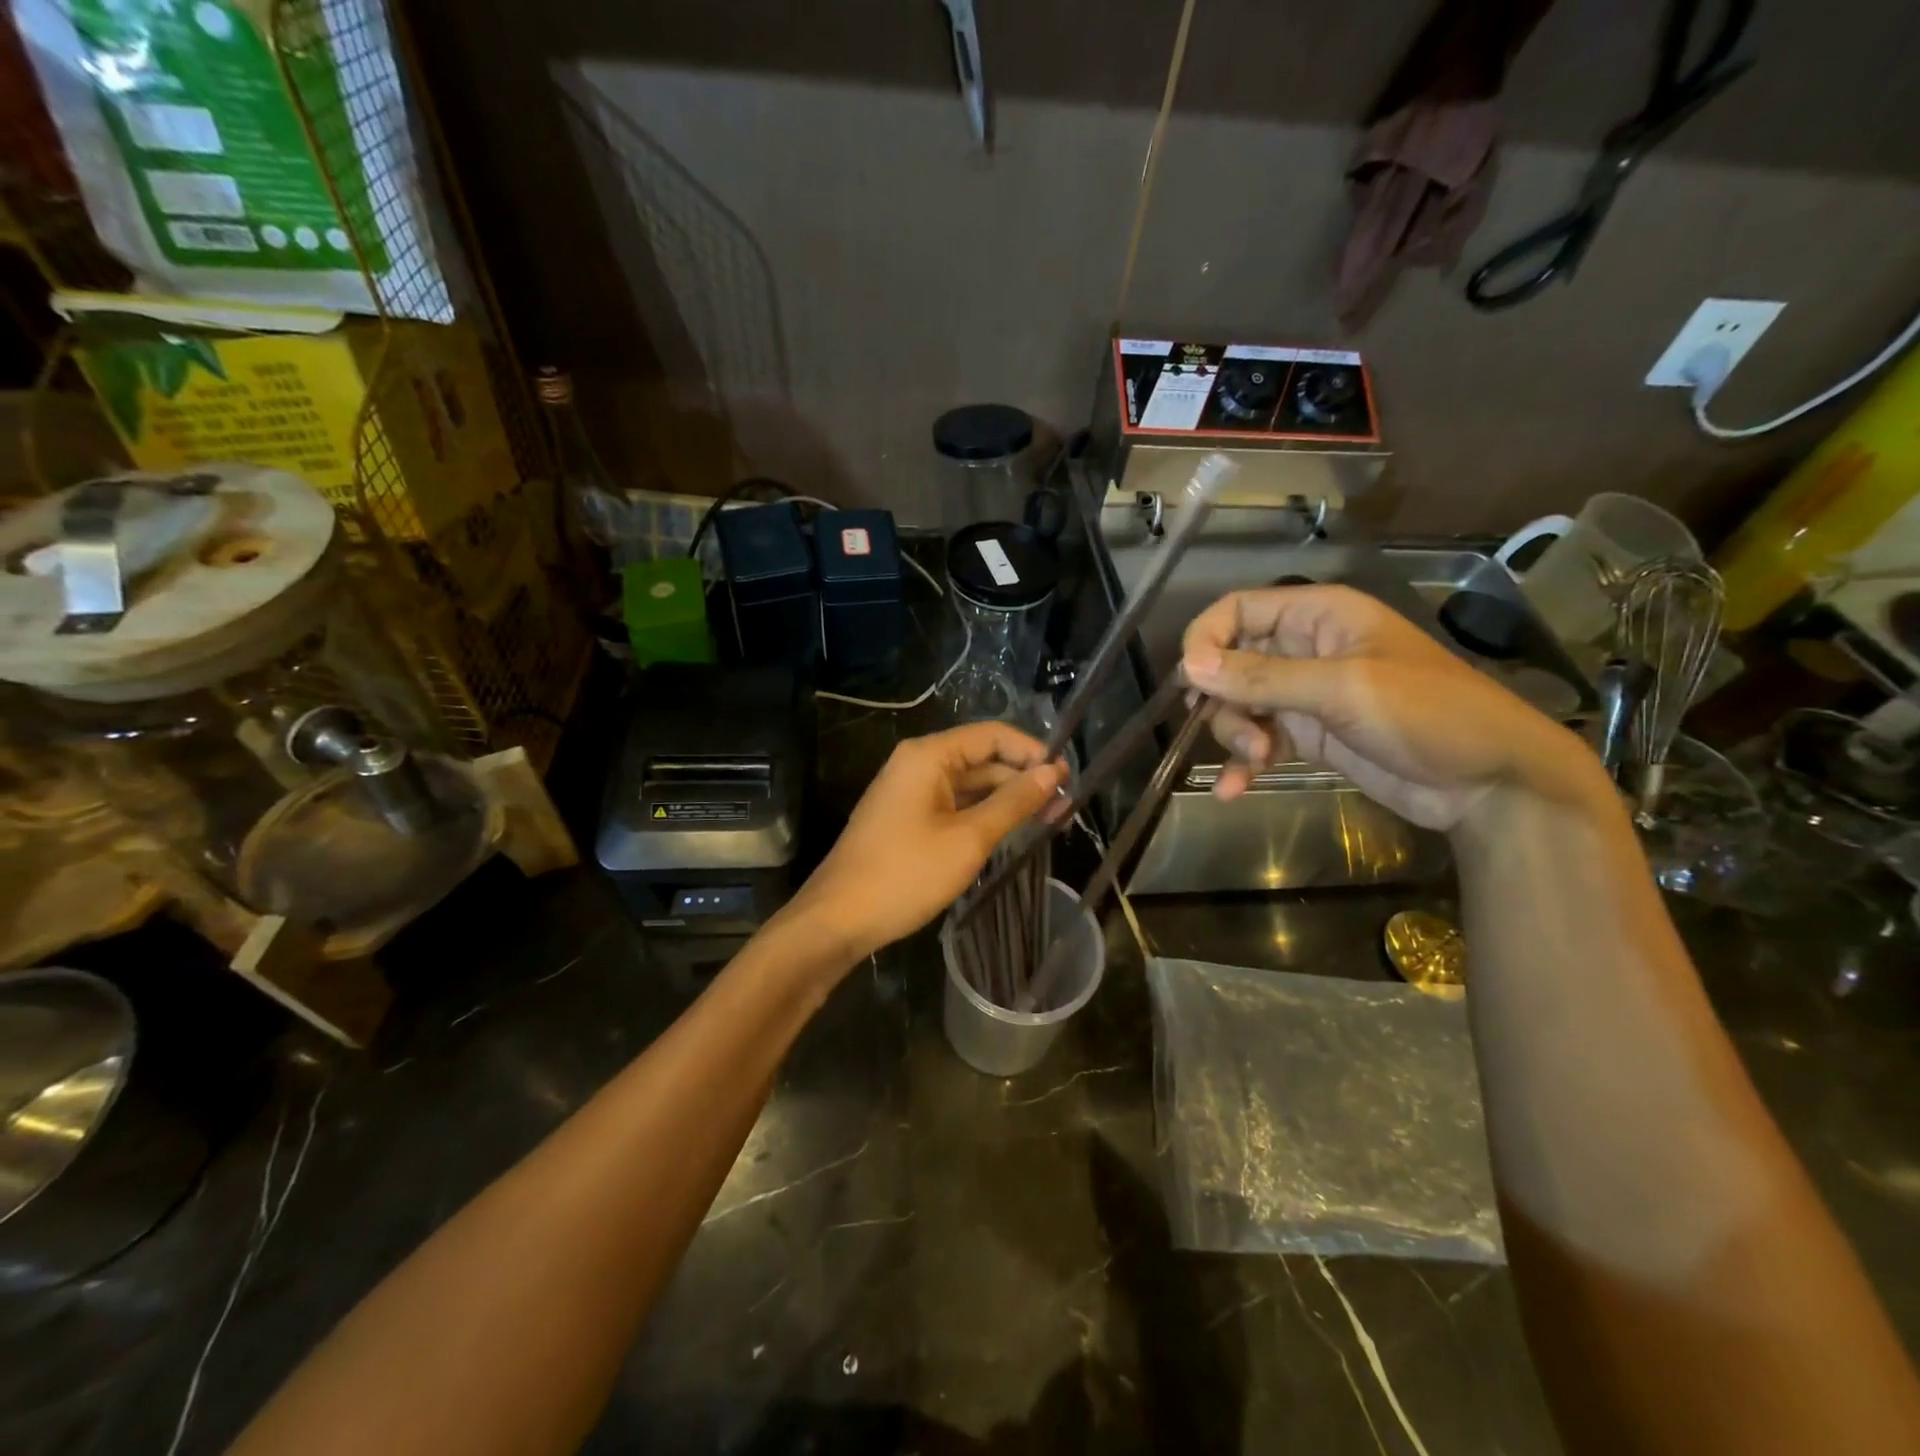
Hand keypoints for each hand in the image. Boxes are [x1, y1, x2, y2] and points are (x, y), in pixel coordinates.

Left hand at [790, 722, 1067, 961]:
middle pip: (982, 758)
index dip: (1032, 751)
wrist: (838, 919)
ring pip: (969, 785)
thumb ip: (1013, 802)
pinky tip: (1011, 833)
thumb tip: (1052, 772)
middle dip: (1023, 778)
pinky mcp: (907, 819)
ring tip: (1049, 821)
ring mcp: (910, 792)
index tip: (1067, 778)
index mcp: (929, 755)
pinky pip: (953, 805)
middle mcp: (917, 764)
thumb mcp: (969, 838)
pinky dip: (983, 815)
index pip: (992, 735)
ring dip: (1006, 799)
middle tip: (1065, 807)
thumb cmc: (906, 874)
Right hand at [1181, 584, 1597, 831]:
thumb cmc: (1427, 715)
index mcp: (1318, 615)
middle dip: (1224, 698)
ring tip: (1259, 758)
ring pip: (1239, 705)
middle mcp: (1304, 649)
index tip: (1189, 681)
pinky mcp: (1308, 735)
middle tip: (1238, 730)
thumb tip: (1189, 666)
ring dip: (1235, 734)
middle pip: (1230, 661)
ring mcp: (1305, 694)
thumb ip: (1262, 677)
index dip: (1206, 639)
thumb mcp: (1342, 689)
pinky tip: (1230, 790)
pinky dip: (1242, 763)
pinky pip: (1258, 741)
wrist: (1489, 784)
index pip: (1238, 610)